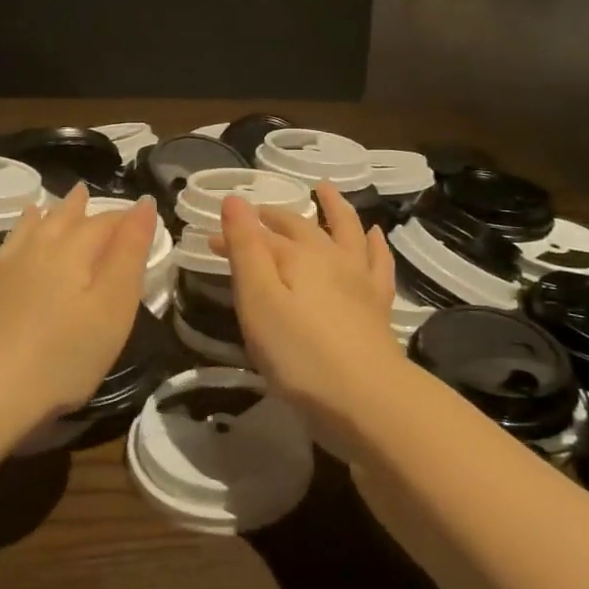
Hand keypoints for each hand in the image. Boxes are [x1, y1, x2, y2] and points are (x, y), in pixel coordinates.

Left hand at [0, 185, 157, 429]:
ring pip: (21, 235)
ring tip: (38, 209)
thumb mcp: (114, 306)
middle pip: (59, 220)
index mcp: (73, 251)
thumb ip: (130, 253)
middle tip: (82, 192)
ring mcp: (0, 274)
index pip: (104, 223)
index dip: (124, 218)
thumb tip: (143, 204)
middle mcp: (35, 251)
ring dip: (35, 220)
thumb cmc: (63, 354)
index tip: (139, 216)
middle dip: (75, 207)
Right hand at [214, 183, 405, 446]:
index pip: (259, 236)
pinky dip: (375, 243)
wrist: (367, 399)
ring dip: (334, 208)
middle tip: (256, 216)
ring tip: (324, 190)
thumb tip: (235, 198)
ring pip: (346, 231)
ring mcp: (359, 278)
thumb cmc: (300, 355)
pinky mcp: (378, 304)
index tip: (210, 239)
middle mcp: (330, 257)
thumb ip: (246, 249)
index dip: (235, 233)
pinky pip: (378, 262)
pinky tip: (375, 234)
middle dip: (273, 220)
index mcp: (298, 256)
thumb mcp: (259, 301)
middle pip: (299, 229)